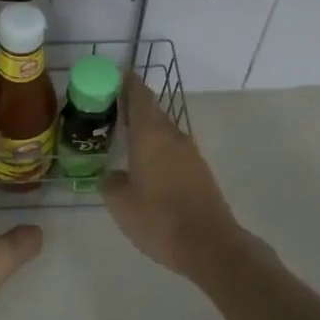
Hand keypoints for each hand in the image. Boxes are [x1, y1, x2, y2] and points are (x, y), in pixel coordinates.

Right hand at [103, 74, 240, 279]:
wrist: (210, 245)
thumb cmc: (159, 219)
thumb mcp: (121, 203)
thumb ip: (111, 182)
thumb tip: (113, 176)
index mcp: (151, 135)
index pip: (139, 96)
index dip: (127, 82)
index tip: (115, 74)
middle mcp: (172, 135)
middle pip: (152, 111)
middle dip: (132, 106)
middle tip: (109, 110)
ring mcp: (190, 153)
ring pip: (163, 131)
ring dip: (145, 130)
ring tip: (123, 138)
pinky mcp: (199, 171)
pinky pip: (173, 149)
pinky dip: (157, 149)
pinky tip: (145, 166)